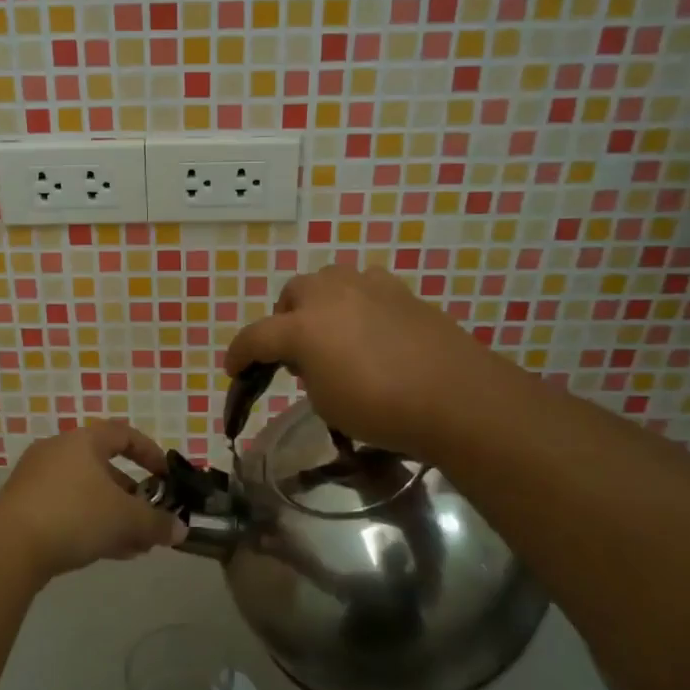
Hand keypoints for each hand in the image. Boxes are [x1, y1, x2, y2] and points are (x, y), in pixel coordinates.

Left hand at [0, 420, 185, 579]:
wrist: (8, 547)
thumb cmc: (74, 515)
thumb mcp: (125, 519)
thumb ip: (156, 523)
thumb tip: (181, 530)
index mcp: (83, 441)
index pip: (123, 434)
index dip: (149, 453)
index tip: (165, 476)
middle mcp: (57, 452)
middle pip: (103, 467)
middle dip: (131, 495)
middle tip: (149, 517)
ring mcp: (36, 480)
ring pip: (85, 493)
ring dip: (112, 515)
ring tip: (135, 544)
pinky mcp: (22, 508)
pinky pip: (66, 510)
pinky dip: (89, 524)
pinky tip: (107, 552)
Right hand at [224, 266, 493, 464]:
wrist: (455, 397)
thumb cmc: (381, 409)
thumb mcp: (326, 403)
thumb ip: (308, 374)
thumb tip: (312, 362)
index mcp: (302, 327)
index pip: (256, 336)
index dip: (239, 354)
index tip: (234, 370)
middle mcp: (329, 295)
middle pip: (292, 294)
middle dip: (284, 320)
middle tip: (294, 352)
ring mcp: (368, 286)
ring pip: (328, 281)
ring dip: (320, 303)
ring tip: (332, 333)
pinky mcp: (401, 290)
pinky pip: (365, 287)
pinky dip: (356, 302)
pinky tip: (369, 327)